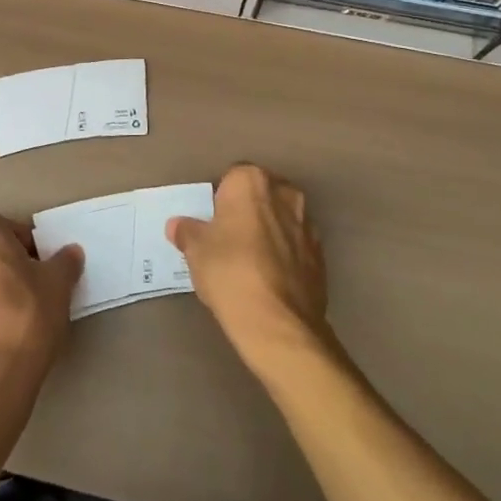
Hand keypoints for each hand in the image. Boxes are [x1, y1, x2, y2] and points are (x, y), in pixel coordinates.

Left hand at [0, 213, 82, 392]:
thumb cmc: (28, 315)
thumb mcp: (58, 284)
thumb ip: (65, 261)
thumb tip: (70, 252)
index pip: (5, 224)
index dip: (26, 239)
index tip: (44, 261)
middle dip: (13, 261)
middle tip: (38, 282)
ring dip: (0, 285)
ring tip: (26, 308)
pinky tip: (10, 328)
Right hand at [169, 164, 328, 372]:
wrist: (278, 322)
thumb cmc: (229, 271)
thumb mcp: (195, 250)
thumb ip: (187, 231)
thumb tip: (178, 225)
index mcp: (252, 181)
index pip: (231, 178)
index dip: (220, 199)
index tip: (212, 222)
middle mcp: (285, 193)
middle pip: (260, 195)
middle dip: (248, 211)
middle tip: (228, 239)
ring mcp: (308, 224)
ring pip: (281, 220)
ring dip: (269, 232)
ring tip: (250, 262)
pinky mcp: (322, 255)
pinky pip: (295, 246)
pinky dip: (285, 256)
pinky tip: (269, 280)